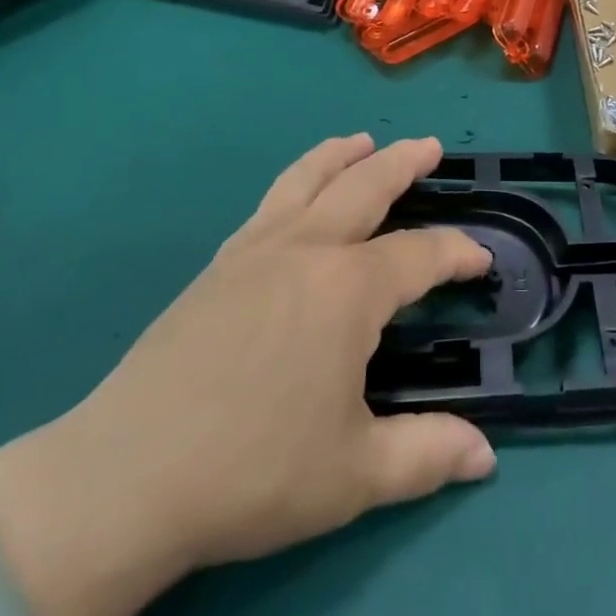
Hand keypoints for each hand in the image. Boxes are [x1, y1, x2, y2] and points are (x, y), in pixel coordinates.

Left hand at [0, 135, 495, 615]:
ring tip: (361, 141)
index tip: (481, 259)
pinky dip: (297, 180)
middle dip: (404, 163)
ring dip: (341, 155)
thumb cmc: (254, 469)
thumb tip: (486, 456)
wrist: (129, 473)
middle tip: (429, 145)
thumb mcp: (354, 474)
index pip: (421, 255)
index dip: (458, 253)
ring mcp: (256, 250)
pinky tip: (297, 198)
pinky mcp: (218, 264)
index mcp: (348, 289)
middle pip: (365, 187)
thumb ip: (426, 455)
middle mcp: (307, 249)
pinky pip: (269, 201)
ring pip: (308, 179)